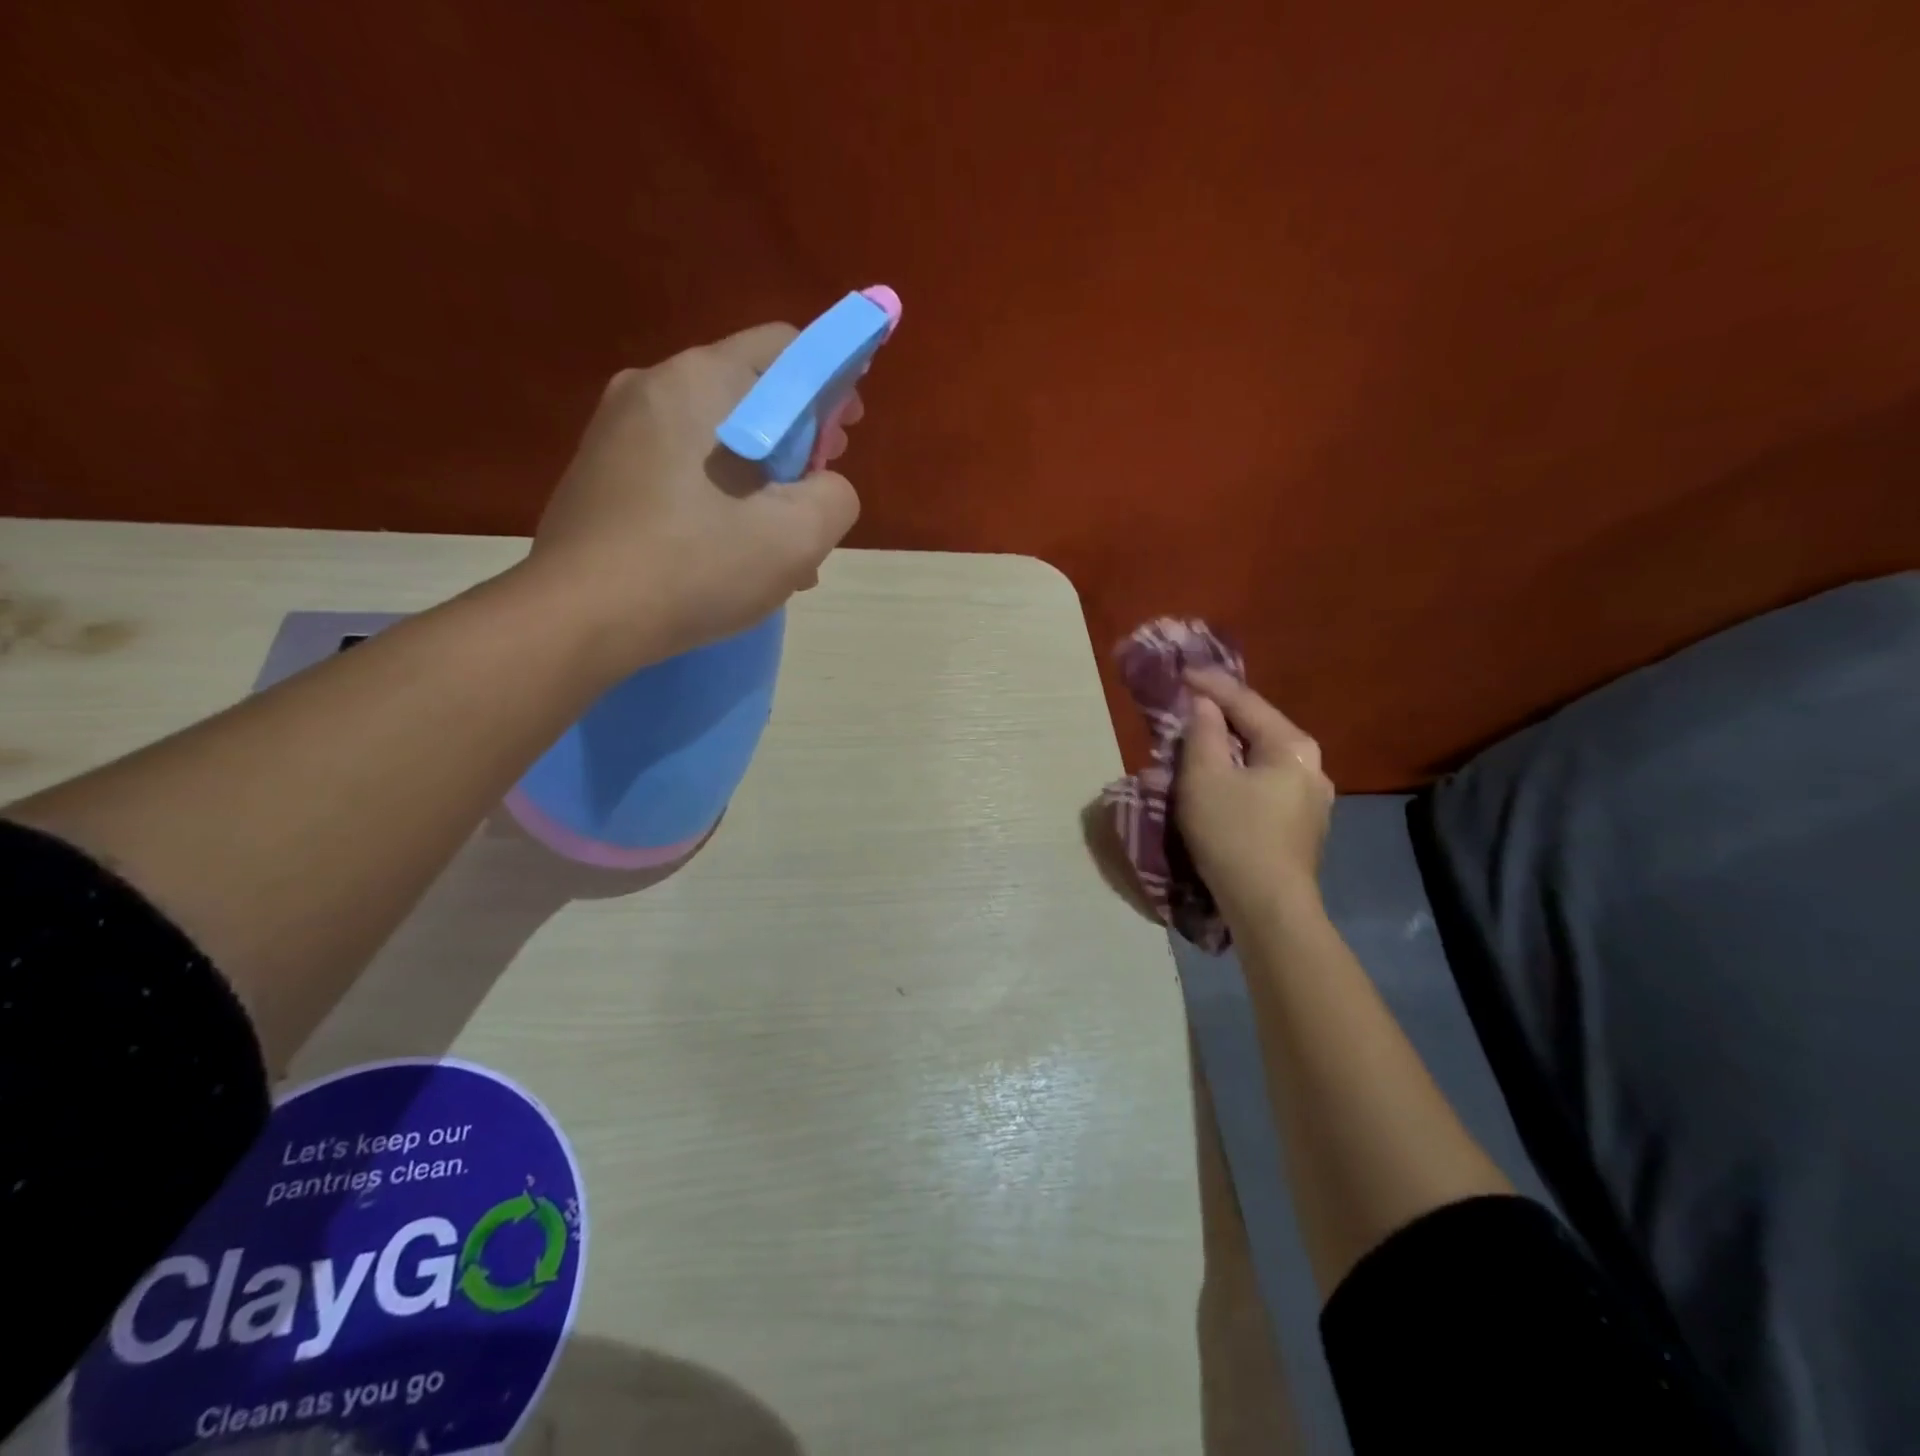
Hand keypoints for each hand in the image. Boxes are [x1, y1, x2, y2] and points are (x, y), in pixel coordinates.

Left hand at [525, 322, 862, 675]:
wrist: (580, 616)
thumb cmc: (697, 566)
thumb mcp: (799, 536)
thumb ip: (836, 496)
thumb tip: (821, 487)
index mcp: (702, 380)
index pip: (789, 349)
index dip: (833, 385)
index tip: (845, 438)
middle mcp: (652, 385)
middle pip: (751, 393)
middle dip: (796, 442)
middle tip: (813, 498)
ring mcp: (617, 427)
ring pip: (716, 437)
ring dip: (758, 480)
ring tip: (775, 544)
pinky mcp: (600, 469)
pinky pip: (679, 466)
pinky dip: (717, 495)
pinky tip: (728, 551)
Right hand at [1176, 668, 1334, 919]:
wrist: (1270, 908)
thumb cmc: (1234, 834)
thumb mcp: (1205, 777)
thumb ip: (1202, 732)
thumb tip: (1203, 704)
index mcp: (1292, 746)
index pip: (1246, 701)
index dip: (1210, 684)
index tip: (1180, 672)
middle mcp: (1312, 766)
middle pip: (1257, 729)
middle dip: (1218, 718)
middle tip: (1185, 708)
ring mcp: (1312, 799)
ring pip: (1260, 759)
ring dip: (1225, 750)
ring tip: (1194, 746)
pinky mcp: (1302, 826)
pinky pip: (1264, 785)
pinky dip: (1237, 776)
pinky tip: (1217, 784)